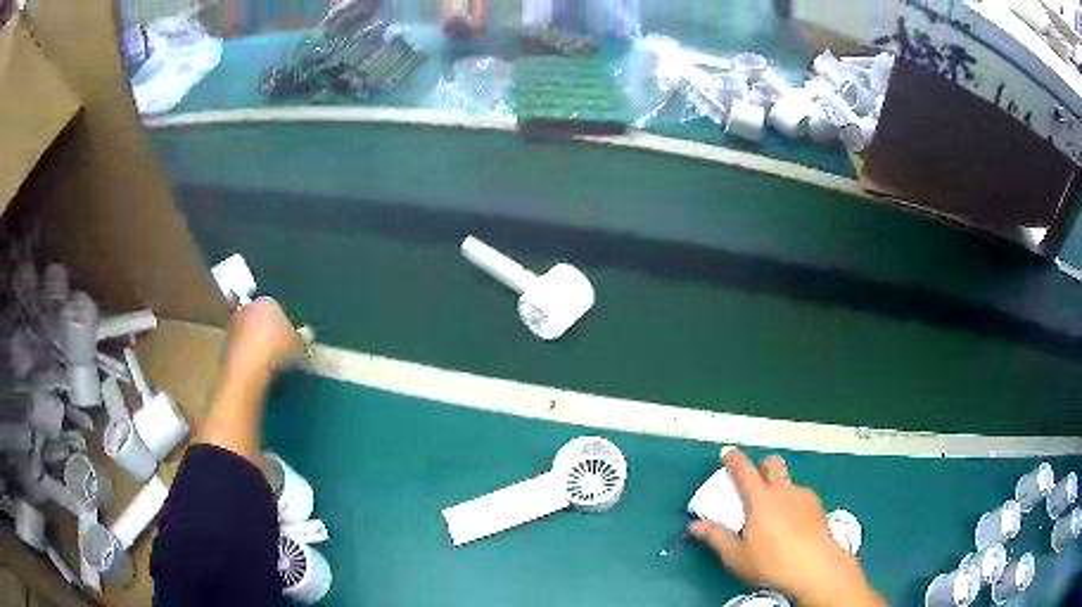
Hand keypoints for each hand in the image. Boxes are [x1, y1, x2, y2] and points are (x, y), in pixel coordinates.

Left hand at [226, 297, 304, 376]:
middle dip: (268, 331)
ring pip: (249, 333)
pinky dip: (248, 357)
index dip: (287, 324)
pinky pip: (241, 349)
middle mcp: (247, 308)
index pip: (279, 308)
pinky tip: (257, 371)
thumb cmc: (277, 350)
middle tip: (280, 350)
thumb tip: (302, 339)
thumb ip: (301, 340)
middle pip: (261, 318)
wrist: (246, 370)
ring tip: (269, 364)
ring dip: (256, 345)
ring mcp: (233, 327)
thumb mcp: (300, 346)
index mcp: (267, 301)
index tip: (293, 340)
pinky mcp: (224, 346)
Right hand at [689, 448, 885, 606]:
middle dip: (763, 465)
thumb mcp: (736, 556)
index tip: (727, 452)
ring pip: (789, 481)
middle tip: (755, 478)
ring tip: (775, 511)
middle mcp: (783, 491)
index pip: (744, 471)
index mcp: (760, 500)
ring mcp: (803, 496)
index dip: (734, 460)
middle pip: (773, 464)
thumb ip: (716, 537)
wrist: (815, 566)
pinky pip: (801, 496)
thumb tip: (694, 525)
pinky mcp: (818, 506)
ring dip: (779, 487)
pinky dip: (793, 502)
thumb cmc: (770, 562)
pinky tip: (792, 523)